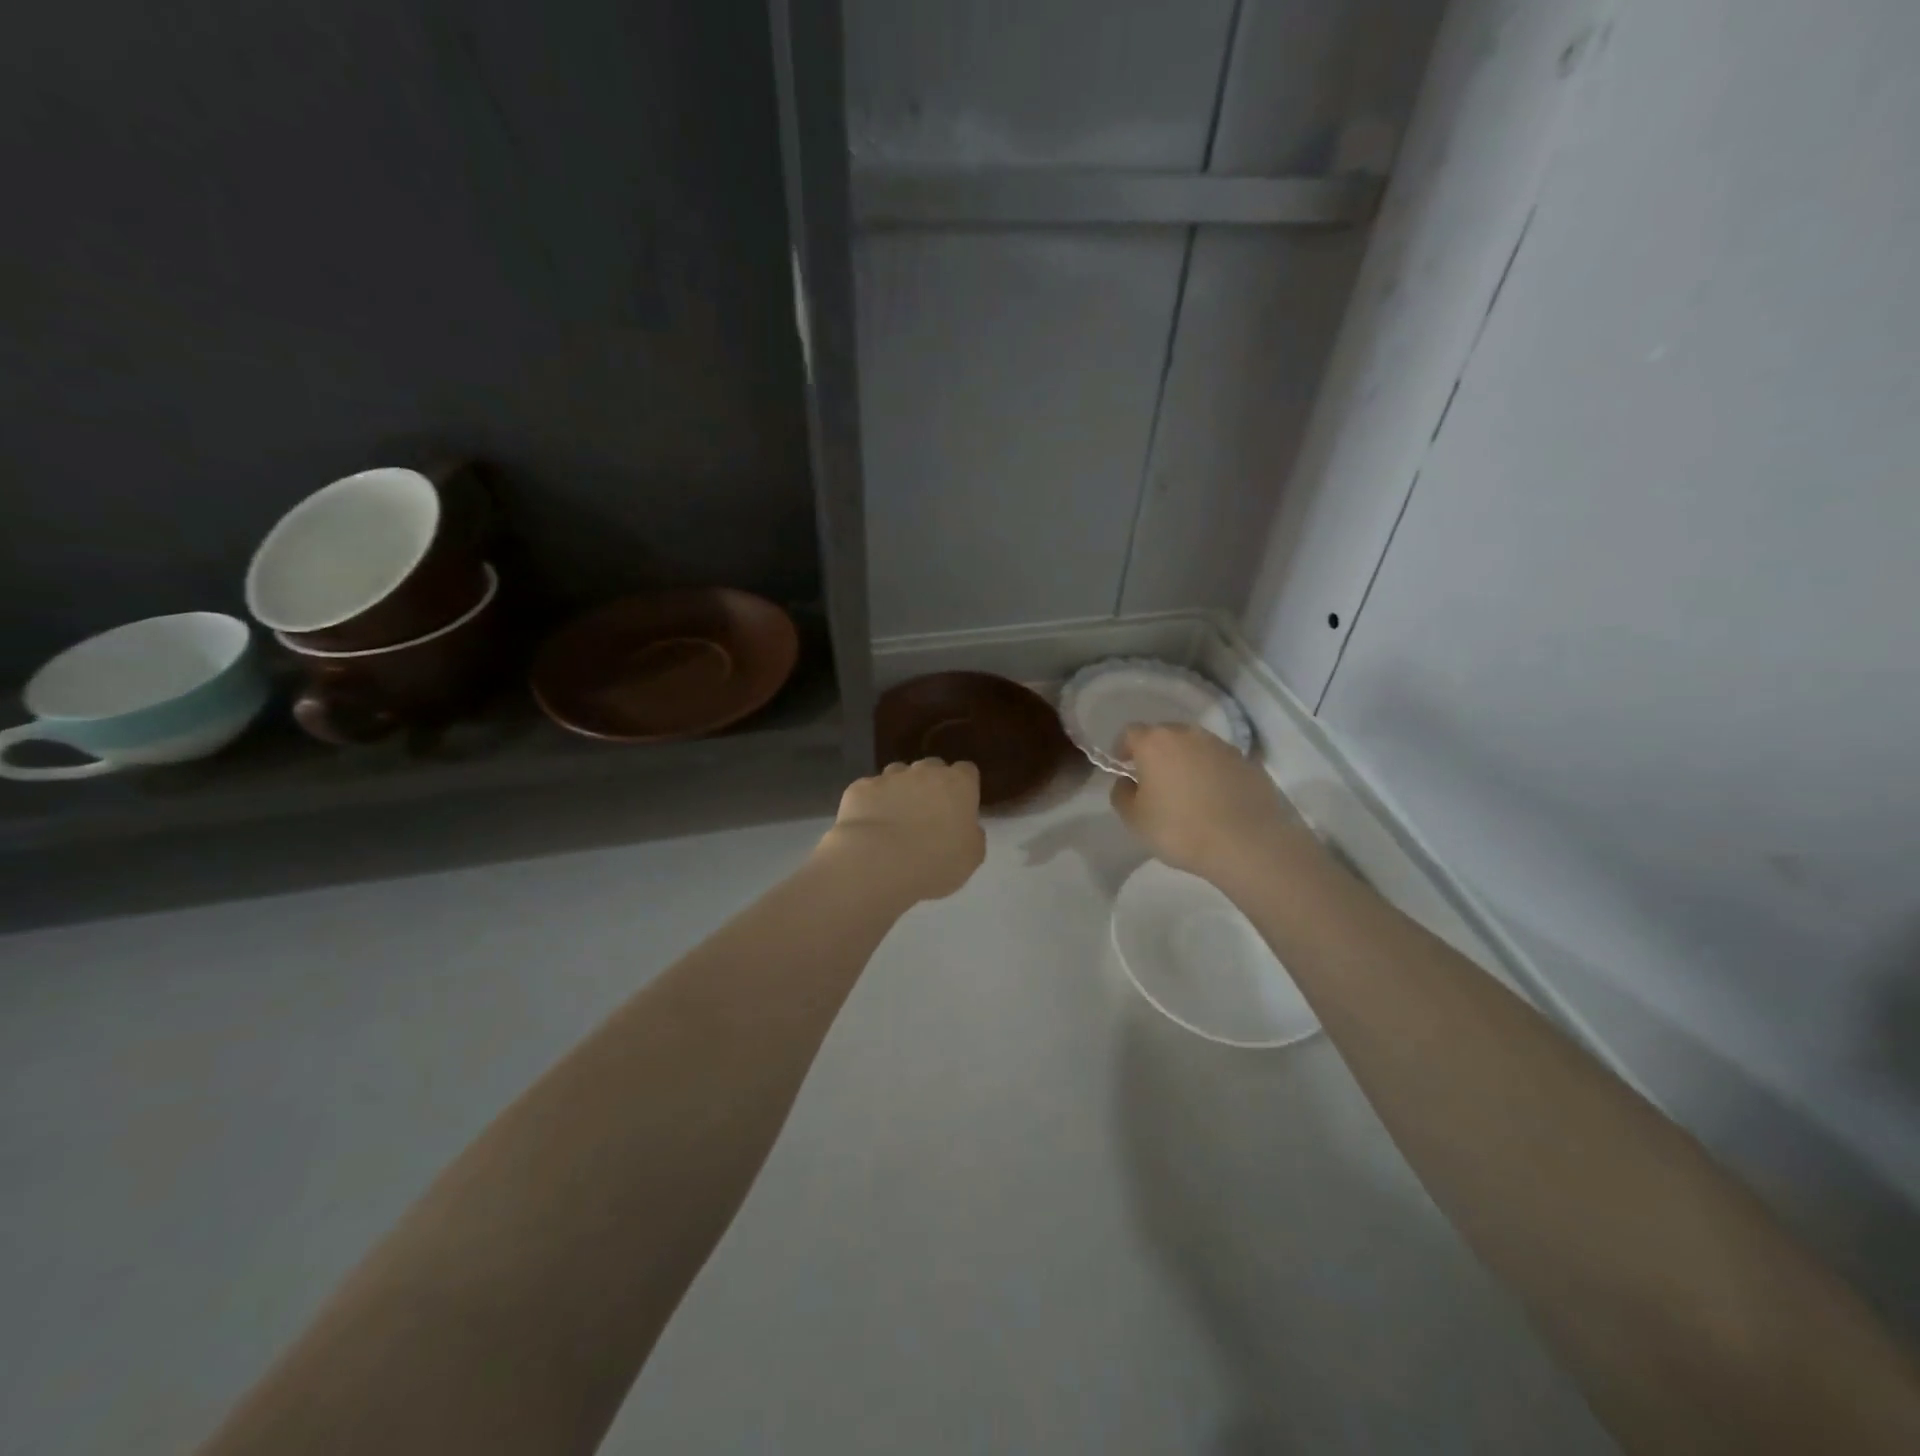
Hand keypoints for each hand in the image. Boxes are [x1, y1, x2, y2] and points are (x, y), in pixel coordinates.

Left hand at [817, 758, 986, 903]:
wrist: (879, 863)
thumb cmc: (936, 862)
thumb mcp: (971, 856)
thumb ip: (971, 834)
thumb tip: (965, 827)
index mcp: (958, 784)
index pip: (966, 771)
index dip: (962, 788)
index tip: (958, 808)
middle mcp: (924, 772)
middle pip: (931, 768)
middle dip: (929, 785)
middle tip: (925, 816)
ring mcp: (889, 777)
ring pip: (897, 775)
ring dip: (899, 791)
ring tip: (893, 821)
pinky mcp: (860, 788)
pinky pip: (869, 791)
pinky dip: (870, 804)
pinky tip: (868, 827)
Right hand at [1110, 724, 1306, 882]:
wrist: (1246, 843)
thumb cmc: (1180, 829)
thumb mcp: (1134, 819)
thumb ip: (1122, 793)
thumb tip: (1128, 781)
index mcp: (1155, 743)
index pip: (1130, 732)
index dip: (1122, 748)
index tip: (1123, 767)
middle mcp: (1189, 735)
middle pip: (1164, 734)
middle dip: (1155, 752)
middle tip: (1154, 780)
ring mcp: (1222, 746)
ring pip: (1194, 746)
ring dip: (1186, 761)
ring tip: (1187, 791)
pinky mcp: (1247, 762)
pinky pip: (1219, 762)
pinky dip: (1211, 773)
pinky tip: (1214, 799)